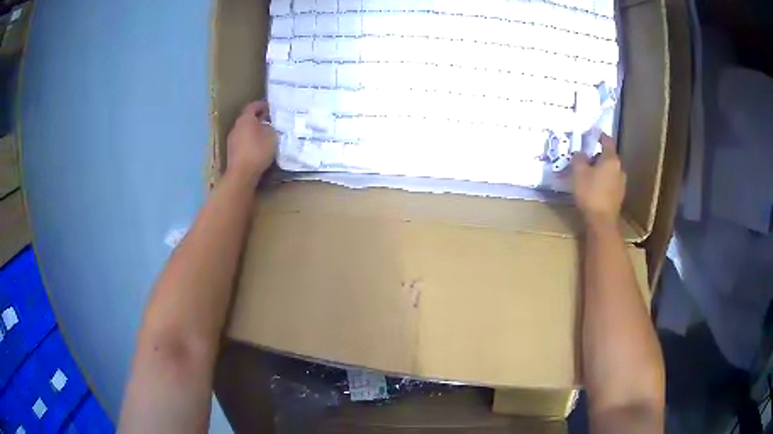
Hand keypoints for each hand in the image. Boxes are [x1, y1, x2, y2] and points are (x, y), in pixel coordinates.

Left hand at [226, 100, 276, 183]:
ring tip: (264, 135)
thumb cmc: (258, 151)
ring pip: (244, 130)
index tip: (270, 107)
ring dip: (253, 131)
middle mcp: (236, 126)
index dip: (262, 105)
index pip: (253, 106)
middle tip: (269, 121)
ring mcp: (232, 140)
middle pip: (247, 118)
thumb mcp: (272, 136)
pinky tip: (257, 147)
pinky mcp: (231, 152)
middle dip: (258, 118)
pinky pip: (242, 141)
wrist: (241, 174)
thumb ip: (271, 127)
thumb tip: (267, 126)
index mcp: (245, 119)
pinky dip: (249, 141)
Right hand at [572, 134, 625, 228]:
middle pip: (608, 157)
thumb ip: (578, 158)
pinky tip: (594, 189)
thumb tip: (580, 153)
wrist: (601, 222)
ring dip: (600, 170)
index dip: (599, 135)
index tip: (593, 133)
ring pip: (609, 171)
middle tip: (585, 159)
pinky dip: (602, 182)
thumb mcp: (578, 172)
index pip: (607, 141)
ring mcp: (621, 184)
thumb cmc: (590, 193)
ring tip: (588, 175)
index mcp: (611, 159)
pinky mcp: (619, 197)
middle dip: (597, 156)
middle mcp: (619, 169)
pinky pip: (610, 183)